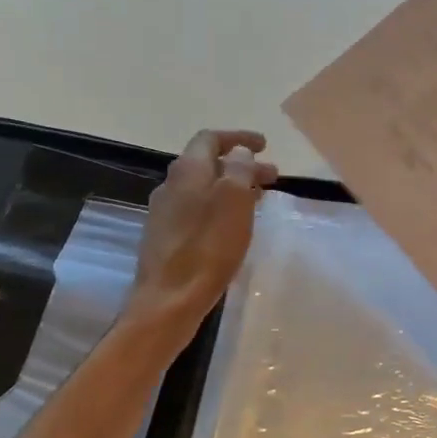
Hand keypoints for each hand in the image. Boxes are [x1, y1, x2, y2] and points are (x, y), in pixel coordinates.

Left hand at [125, 128, 277, 348]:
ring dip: (231, 189)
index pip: (210, 139)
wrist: (169, 299)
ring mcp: (165, 214)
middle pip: (208, 165)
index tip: (264, 145)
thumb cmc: (208, 246)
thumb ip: (239, 169)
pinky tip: (233, 227)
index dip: (238, 138)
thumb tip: (239, 154)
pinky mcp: (166, 239)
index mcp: (187, 170)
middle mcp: (171, 186)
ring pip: (203, 190)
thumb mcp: (234, 200)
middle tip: (272, 177)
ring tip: (258, 202)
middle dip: (241, 167)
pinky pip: (197, 212)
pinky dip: (219, 209)